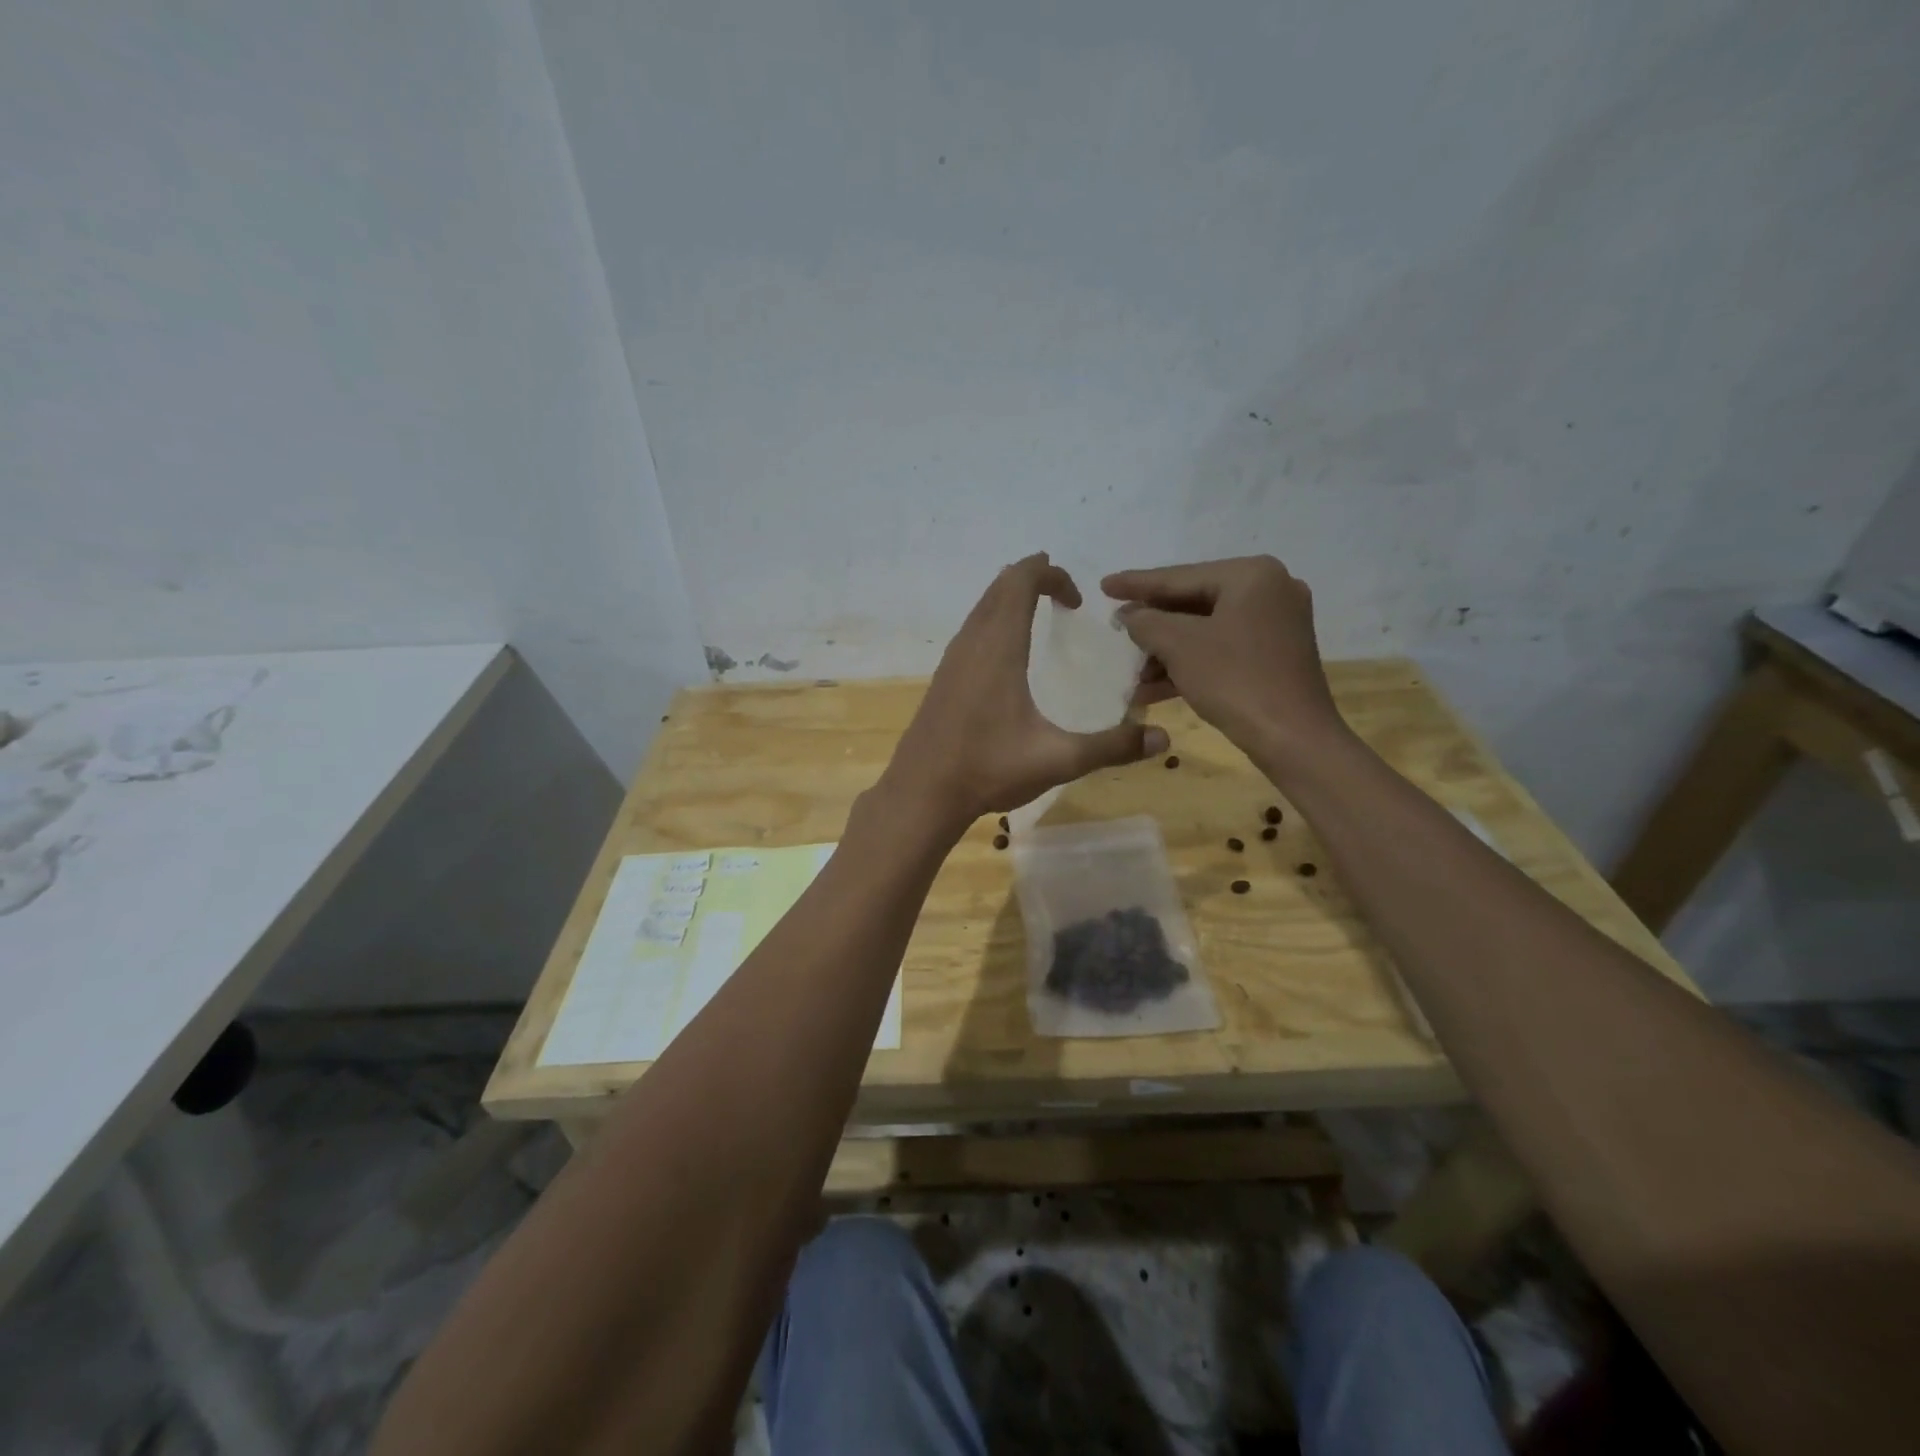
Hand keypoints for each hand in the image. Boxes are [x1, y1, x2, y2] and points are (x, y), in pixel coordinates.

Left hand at [882, 554, 1168, 828]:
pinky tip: (1008, 653)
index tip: (1077, 602)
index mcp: (999, 648)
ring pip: (982, 607)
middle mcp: (972, 643)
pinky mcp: (943, 678)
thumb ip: (1111, 747)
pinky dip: (994, 619)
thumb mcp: (1058, 760)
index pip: (1021, 582)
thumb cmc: (988, 768)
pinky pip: (971, 629)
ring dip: (1009, 597)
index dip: (1052, 576)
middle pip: (999, 586)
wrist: (922, 792)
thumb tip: (1162, 739)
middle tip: (1064, 593)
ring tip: (1039, 611)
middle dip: (1033, 578)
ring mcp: (952, 659)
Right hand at [1102, 556, 1343, 763]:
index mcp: (1251, 575)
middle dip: (1152, 624)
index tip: (1104, 585)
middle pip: (1193, 602)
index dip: (1136, 584)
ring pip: (1206, 629)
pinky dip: (1190, 664)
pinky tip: (1153, 687)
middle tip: (1115, 626)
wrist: (1293, 738)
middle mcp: (1269, 590)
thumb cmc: (1235, 680)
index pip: (1179, 577)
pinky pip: (1222, 648)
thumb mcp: (1179, 646)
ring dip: (1166, 651)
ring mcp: (1276, 623)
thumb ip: (1146, 622)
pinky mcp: (1275, 654)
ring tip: (1131, 669)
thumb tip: (1129, 614)